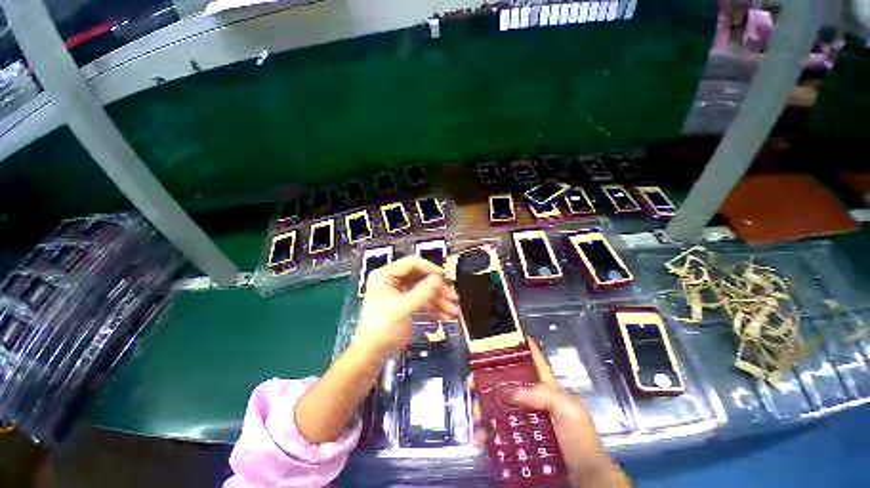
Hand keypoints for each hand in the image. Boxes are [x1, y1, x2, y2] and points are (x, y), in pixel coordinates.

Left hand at [355, 256, 458, 358]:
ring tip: (453, 311)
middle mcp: (393, 280)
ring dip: (439, 300)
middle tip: (453, 298)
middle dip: (438, 289)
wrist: (373, 354)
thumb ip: (421, 293)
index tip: (445, 276)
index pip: (411, 264)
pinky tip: (444, 315)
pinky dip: (434, 307)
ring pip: (424, 289)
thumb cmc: (382, 330)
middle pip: (421, 277)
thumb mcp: (402, 309)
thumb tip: (439, 279)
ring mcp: (400, 292)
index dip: (430, 268)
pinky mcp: (406, 303)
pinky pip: (423, 300)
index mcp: (385, 276)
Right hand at [471, 340, 629, 487]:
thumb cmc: (578, 436)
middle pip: (506, 380)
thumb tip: (505, 392)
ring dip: (483, 408)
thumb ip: (539, 394)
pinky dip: (487, 433)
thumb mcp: (566, 408)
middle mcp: (532, 396)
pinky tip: (480, 439)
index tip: (496, 339)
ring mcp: (525, 416)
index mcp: (545, 384)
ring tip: (475, 417)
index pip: (530, 357)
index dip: (516, 344)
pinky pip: (499, 430)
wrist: (586, 476)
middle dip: (487, 379)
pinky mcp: (521, 436)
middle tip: (472, 385)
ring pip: (499, 404)